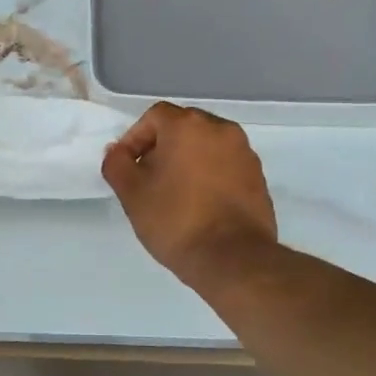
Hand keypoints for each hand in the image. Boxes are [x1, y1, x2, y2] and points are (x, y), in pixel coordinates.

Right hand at [101, 102, 277, 289]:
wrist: (233, 258)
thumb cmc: (176, 220)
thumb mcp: (132, 193)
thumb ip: (117, 164)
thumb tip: (118, 152)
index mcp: (189, 125)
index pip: (154, 116)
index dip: (135, 138)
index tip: (128, 167)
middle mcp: (221, 129)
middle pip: (183, 127)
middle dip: (162, 148)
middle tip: (148, 178)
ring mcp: (245, 153)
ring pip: (206, 146)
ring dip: (187, 161)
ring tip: (174, 193)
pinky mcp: (258, 177)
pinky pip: (225, 165)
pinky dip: (209, 175)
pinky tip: (200, 204)